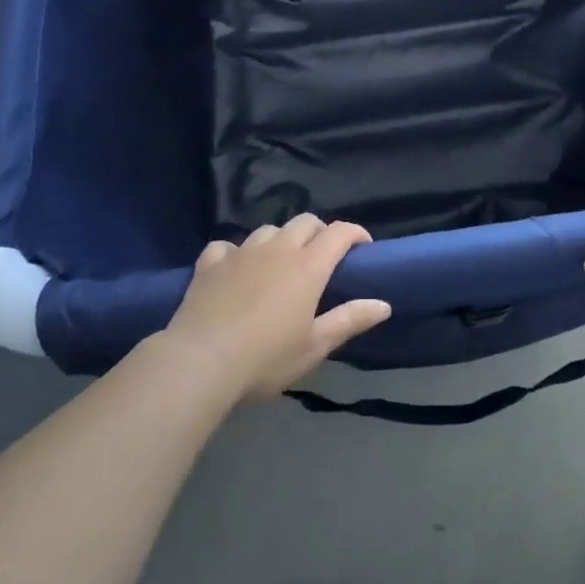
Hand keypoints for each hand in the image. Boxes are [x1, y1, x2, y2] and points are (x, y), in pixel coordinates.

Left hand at [162, 215, 391, 402]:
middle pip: (305, 222)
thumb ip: (350, 320)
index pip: (339, 232)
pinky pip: (227, 246)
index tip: (363, 248)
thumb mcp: (315, 346)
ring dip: (281, 240)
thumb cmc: (266, 358)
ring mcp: (241, 252)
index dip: (355, 233)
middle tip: (323, 258)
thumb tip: (384, 304)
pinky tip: (235, 269)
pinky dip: (237, 253)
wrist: (200, 361)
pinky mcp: (211, 262)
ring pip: (268, 230)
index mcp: (308, 266)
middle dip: (320, 232)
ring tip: (280, 264)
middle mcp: (277, 248)